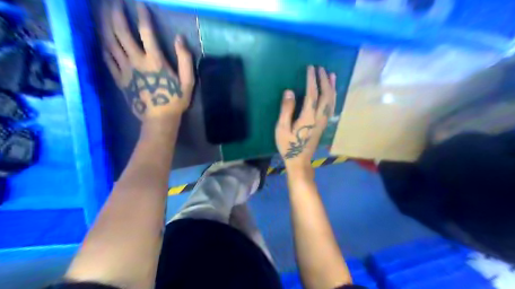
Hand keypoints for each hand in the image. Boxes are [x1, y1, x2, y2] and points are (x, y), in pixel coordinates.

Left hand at [102, 0, 194, 120]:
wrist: (159, 119)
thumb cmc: (175, 100)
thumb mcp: (188, 81)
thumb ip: (185, 59)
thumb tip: (180, 38)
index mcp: (155, 60)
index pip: (146, 32)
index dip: (142, 16)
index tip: (141, 5)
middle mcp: (136, 61)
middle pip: (121, 32)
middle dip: (116, 13)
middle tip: (114, 2)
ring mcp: (125, 70)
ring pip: (110, 42)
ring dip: (105, 25)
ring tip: (103, 12)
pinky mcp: (119, 79)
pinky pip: (107, 59)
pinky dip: (104, 46)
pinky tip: (102, 39)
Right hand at [276, 66, 336, 176]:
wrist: (300, 161)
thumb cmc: (288, 145)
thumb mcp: (282, 128)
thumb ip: (286, 109)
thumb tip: (290, 91)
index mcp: (308, 117)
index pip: (312, 94)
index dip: (312, 80)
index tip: (311, 68)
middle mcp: (319, 117)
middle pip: (326, 95)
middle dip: (324, 80)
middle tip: (321, 68)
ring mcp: (324, 121)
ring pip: (332, 101)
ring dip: (332, 87)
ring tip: (331, 75)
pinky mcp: (324, 125)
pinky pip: (331, 107)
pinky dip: (333, 97)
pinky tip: (332, 93)